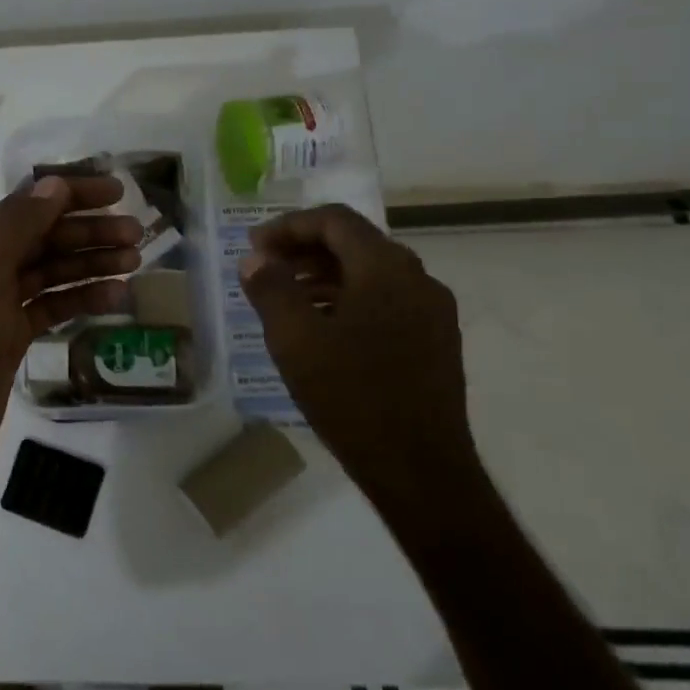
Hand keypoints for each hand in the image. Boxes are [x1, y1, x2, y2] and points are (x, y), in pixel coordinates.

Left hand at [0, 175, 139, 473]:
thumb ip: (20, 223)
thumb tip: (54, 184)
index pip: (30, 204)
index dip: (73, 194)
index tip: (117, 190)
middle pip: (46, 237)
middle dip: (90, 231)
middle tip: (137, 232)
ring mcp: (0, 303)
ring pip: (53, 272)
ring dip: (92, 263)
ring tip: (135, 261)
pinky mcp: (13, 336)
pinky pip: (53, 307)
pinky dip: (83, 298)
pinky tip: (116, 296)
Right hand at [240, 204, 480, 515]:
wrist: (419, 468)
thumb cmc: (351, 397)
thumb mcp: (295, 340)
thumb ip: (271, 289)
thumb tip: (256, 259)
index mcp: (386, 269)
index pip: (335, 221)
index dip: (289, 226)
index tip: (254, 247)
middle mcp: (417, 279)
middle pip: (355, 243)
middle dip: (305, 249)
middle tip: (264, 268)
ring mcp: (432, 311)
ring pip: (371, 273)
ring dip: (324, 275)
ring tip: (285, 298)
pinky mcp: (435, 341)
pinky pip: (385, 300)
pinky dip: (348, 299)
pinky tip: (321, 328)